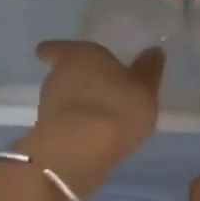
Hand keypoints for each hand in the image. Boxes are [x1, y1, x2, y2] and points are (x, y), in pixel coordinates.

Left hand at [29, 41, 163, 194]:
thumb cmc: (115, 107)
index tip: (54, 55)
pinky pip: (64, 124)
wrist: (79, 152)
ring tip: (101, 116)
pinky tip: (94, 136)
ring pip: (62, 99)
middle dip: (77, 80)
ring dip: (77, 105)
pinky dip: (76, 127)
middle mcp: (57, 75)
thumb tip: (153, 51)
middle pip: (62, 73)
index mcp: (79, 55)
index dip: (56, 51)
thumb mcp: (144, 88)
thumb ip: (148, 69)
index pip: (56, 48)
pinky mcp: (46, 135)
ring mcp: (48, 107)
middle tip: (99, 87)